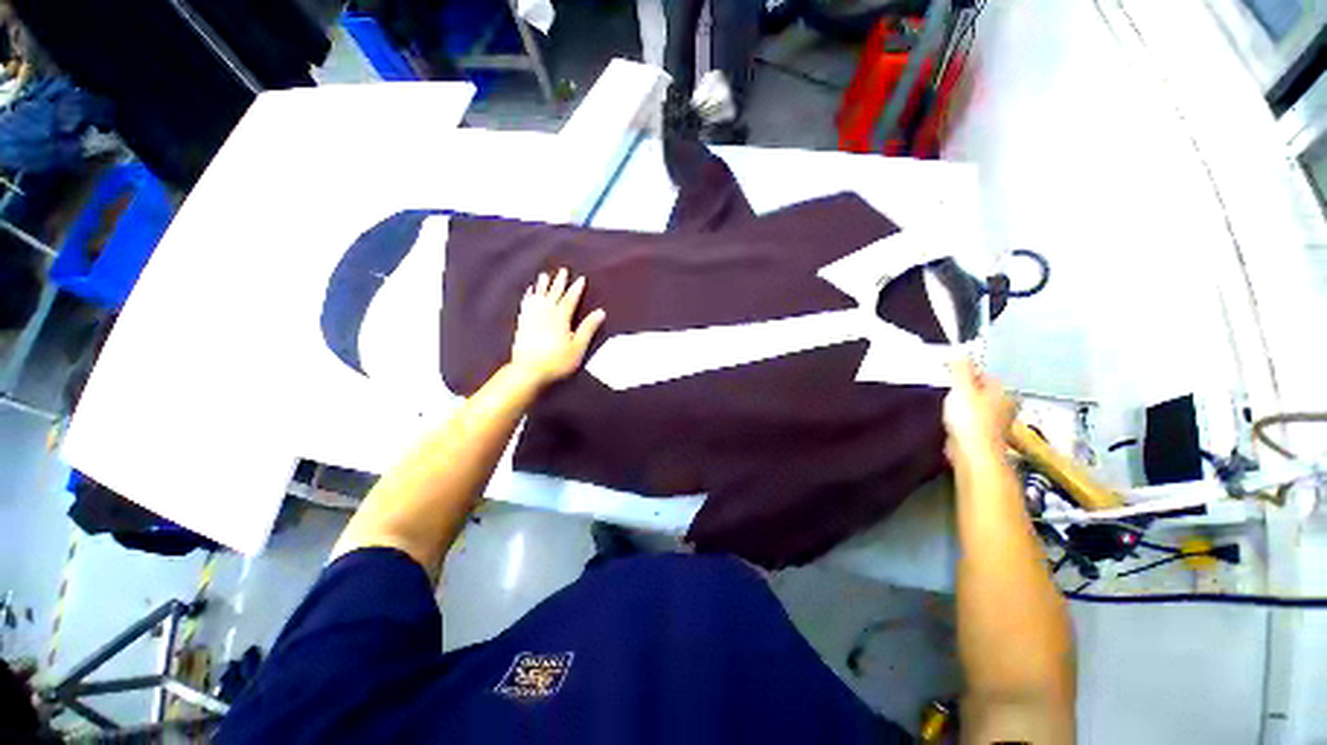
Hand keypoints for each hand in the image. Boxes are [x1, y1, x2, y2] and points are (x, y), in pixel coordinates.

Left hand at [510, 268, 605, 387]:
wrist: (528, 371)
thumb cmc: (557, 361)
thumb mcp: (578, 347)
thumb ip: (588, 328)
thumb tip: (600, 312)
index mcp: (561, 318)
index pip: (570, 299)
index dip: (576, 289)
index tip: (581, 279)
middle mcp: (546, 313)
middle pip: (553, 294)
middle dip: (559, 282)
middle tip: (562, 271)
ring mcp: (532, 317)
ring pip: (538, 297)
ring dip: (542, 285)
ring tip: (544, 275)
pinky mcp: (522, 324)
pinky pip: (526, 305)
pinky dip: (528, 297)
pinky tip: (529, 293)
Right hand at [943, 358, 1016, 467]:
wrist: (972, 454)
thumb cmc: (970, 418)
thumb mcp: (962, 386)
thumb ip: (960, 367)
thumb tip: (960, 349)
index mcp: (1004, 391)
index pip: (983, 374)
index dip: (963, 372)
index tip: (946, 375)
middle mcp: (1005, 405)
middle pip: (980, 389)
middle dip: (962, 389)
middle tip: (945, 390)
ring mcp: (996, 422)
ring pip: (975, 405)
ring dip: (961, 405)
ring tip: (945, 406)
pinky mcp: (984, 435)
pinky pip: (971, 420)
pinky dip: (961, 419)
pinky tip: (950, 421)